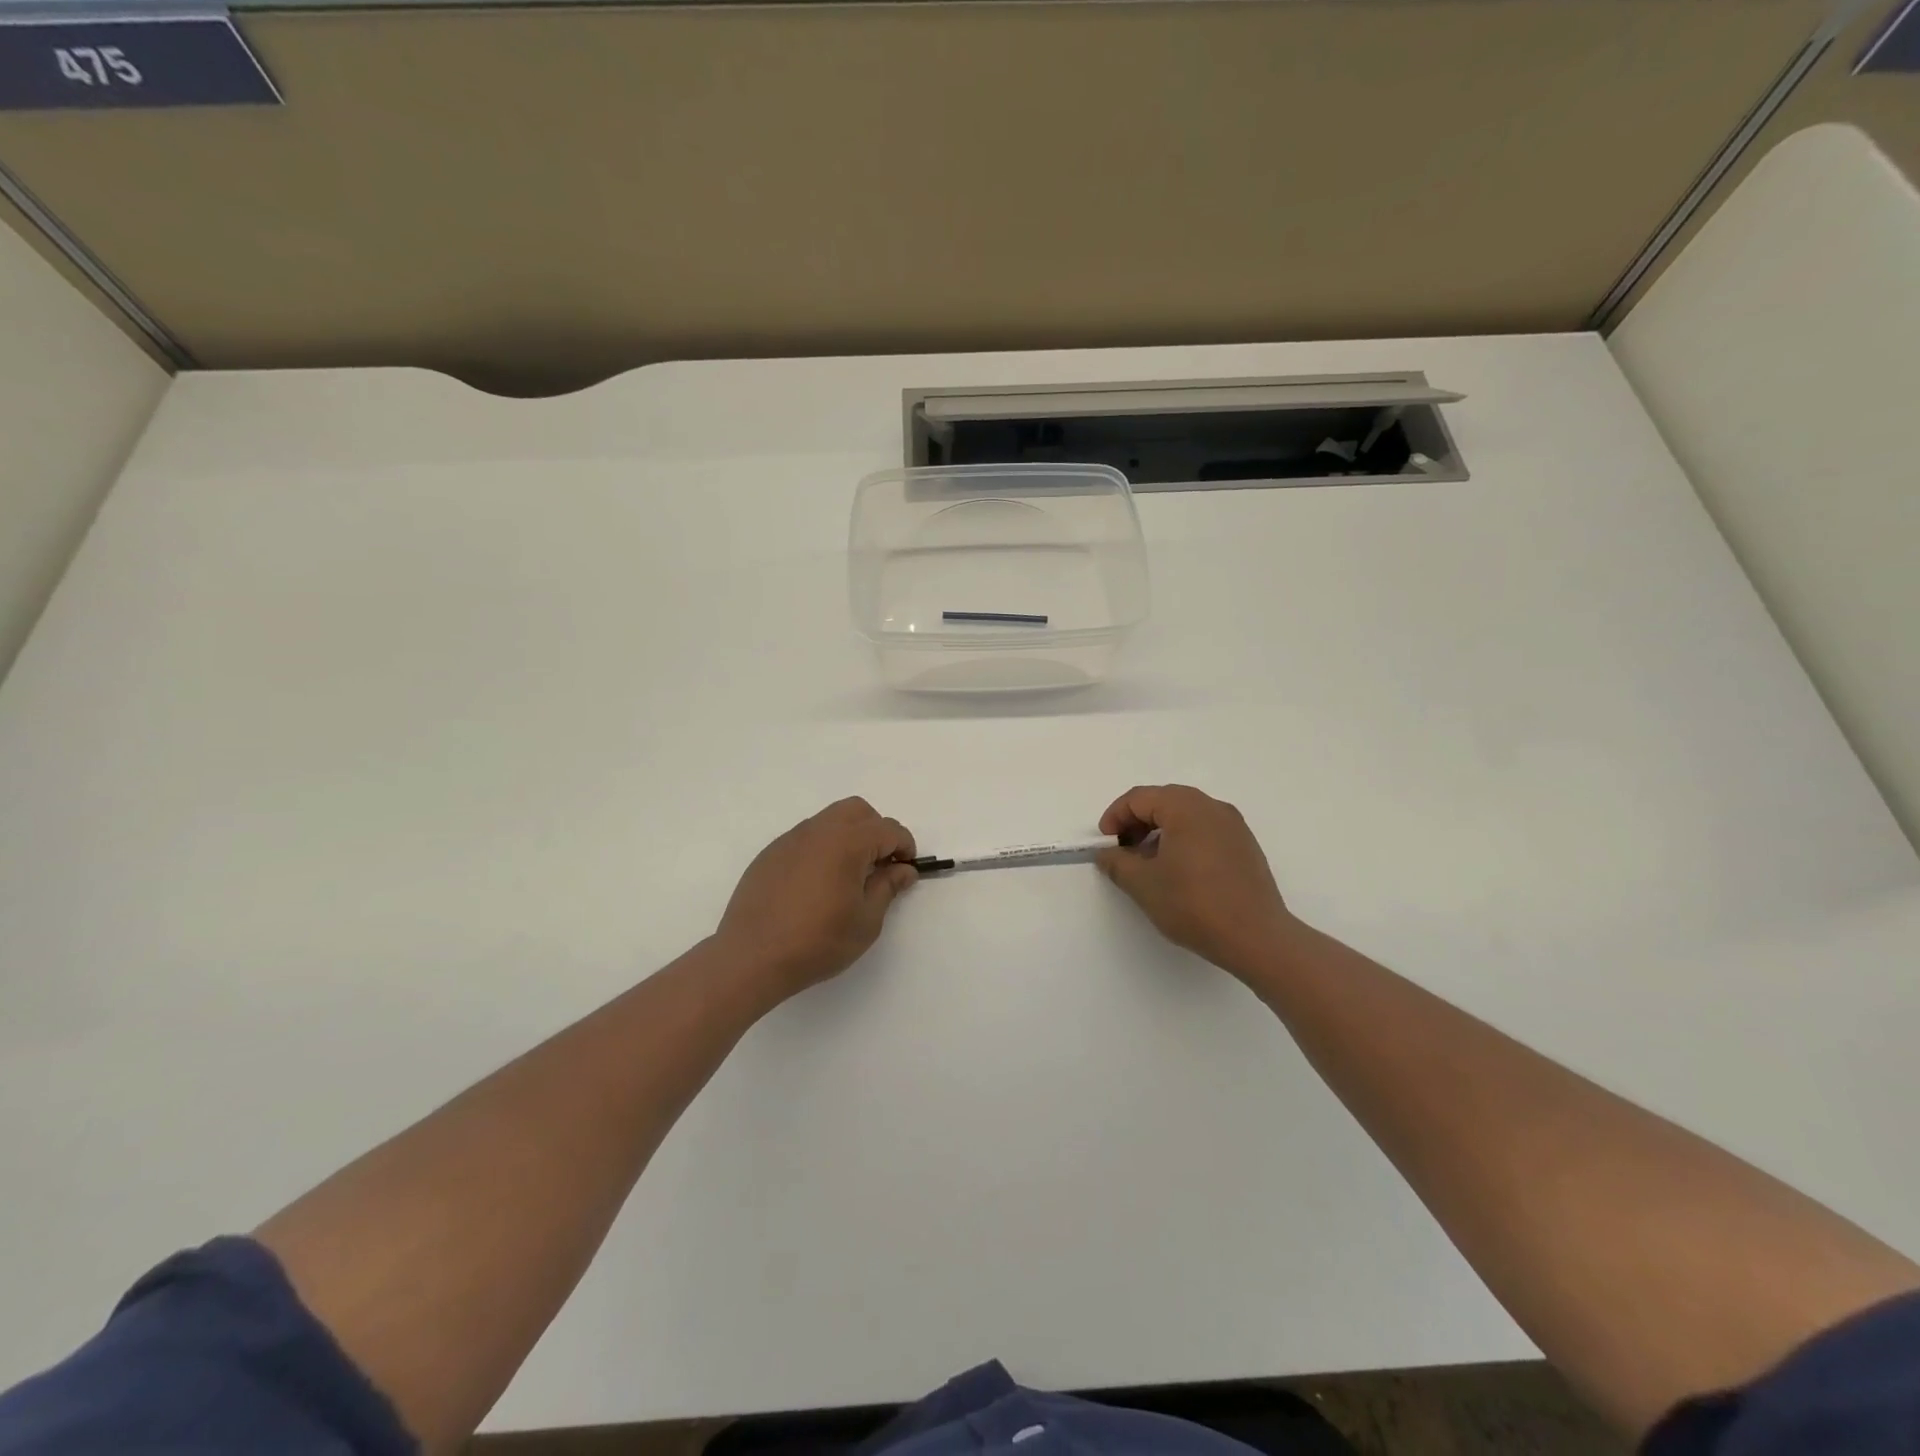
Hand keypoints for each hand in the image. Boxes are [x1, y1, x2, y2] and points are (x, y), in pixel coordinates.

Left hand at [714, 797, 917, 1001]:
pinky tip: (817, 884)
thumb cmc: (817, 942)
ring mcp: (790, 840)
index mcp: (846, 843)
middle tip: (879, 866)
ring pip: (829, 820)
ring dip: (848, 837)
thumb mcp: (865, 921)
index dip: (905, 846)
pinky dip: (822, 848)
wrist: (751, 957)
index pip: (888, 829)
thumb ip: (887, 887)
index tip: (906, 870)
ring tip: (848, 876)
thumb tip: (903, 869)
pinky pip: (805, 838)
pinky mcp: (770, 854)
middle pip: (858, 811)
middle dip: (876, 831)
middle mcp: (818, 831)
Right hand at [1096, 785, 1296, 978]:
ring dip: (1160, 831)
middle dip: (1137, 821)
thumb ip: (1117, 863)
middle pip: (1164, 801)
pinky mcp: (1245, 846)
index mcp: (1186, 808)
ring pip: (1186, 815)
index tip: (1106, 844)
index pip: (1140, 798)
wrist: (1256, 937)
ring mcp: (1234, 826)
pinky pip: (1206, 830)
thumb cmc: (1194, 904)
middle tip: (1123, 850)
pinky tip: (1178, 871)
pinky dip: (1184, 840)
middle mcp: (1212, 807)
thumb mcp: (1143, 885)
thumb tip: (1107, 854)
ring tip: (1148, 863)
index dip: (1115, 816)